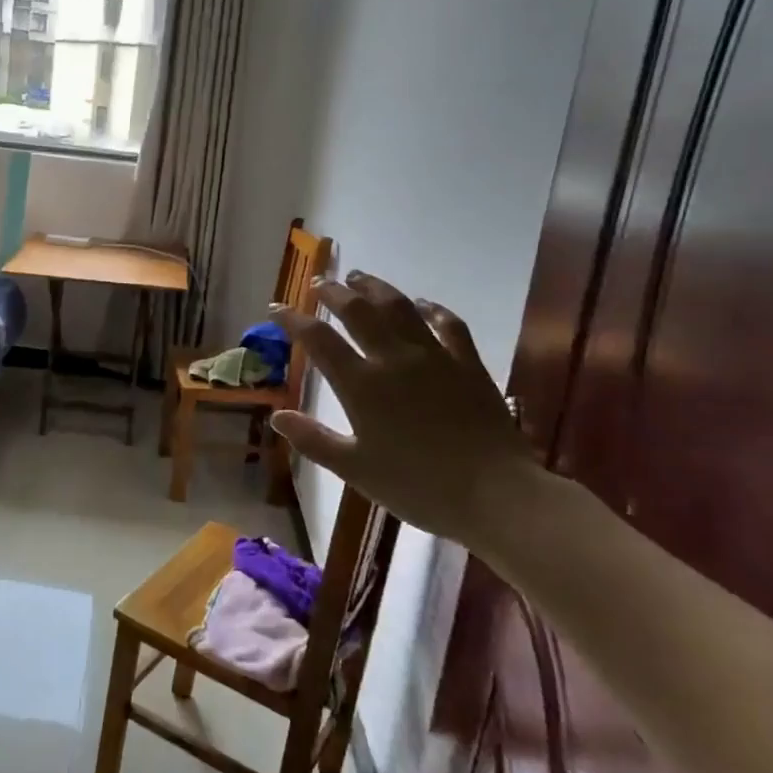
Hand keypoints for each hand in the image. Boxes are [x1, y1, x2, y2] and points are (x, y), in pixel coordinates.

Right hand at [270, 271, 537, 542]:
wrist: (495, 494)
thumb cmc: (418, 486)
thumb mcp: (356, 469)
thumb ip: (314, 440)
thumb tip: (276, 416)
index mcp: (362, 385)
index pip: (319, 340)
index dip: (293, 320)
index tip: (276, 310)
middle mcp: (394, 359)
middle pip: (357, 311)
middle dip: (333, 293)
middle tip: (318, 283)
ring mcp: (434, 356)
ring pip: (399, 307)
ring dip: (375, 288)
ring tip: (359, 277)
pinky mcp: (468, 363)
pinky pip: (448, 324)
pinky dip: (432, 309)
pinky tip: (424, 304)